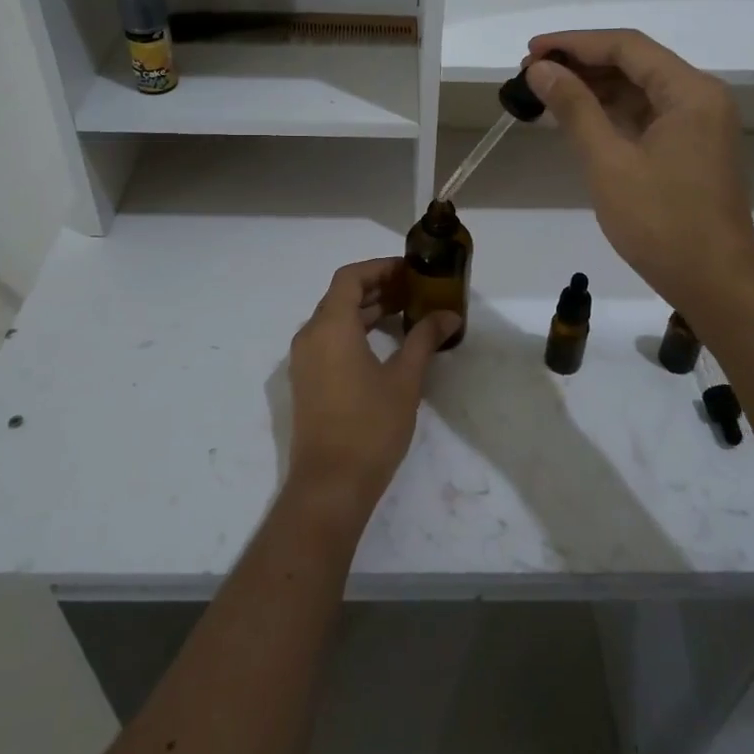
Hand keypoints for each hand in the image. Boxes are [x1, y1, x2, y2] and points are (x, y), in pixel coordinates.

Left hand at [285, 258, 460, 522]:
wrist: (330, 485)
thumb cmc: (370, 426)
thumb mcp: (405, 379)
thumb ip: (424, 339)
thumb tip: (450, 315)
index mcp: (330, 326)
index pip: (351, 277)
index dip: (380, 268)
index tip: (410, 271)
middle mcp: (310, 335)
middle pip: (341, 295)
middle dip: (378, 287)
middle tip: (414, 291)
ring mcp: (304, 360)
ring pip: (334, 318)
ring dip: (366, 310)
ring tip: (405, 313)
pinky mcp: (306, 381)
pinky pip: (329, 340)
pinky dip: (354, 331)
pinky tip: (384, 345)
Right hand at [523, 30, 753, 316]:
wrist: (716, 285)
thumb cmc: (661, 223)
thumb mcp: (609, 162)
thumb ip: (574, 108)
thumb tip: (541, 69)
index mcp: (690, 92)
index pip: (627, 46)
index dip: (575, 43)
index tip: (531, 51)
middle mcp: (701, 98)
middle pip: (635, 63)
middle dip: (582, 64)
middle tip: (531, 74)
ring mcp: (699, 125)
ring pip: (640, 89)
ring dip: (595, 88)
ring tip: (545, 92)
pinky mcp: (692, 149)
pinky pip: (648, 115)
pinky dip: (612, 113)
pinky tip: (578, 117)